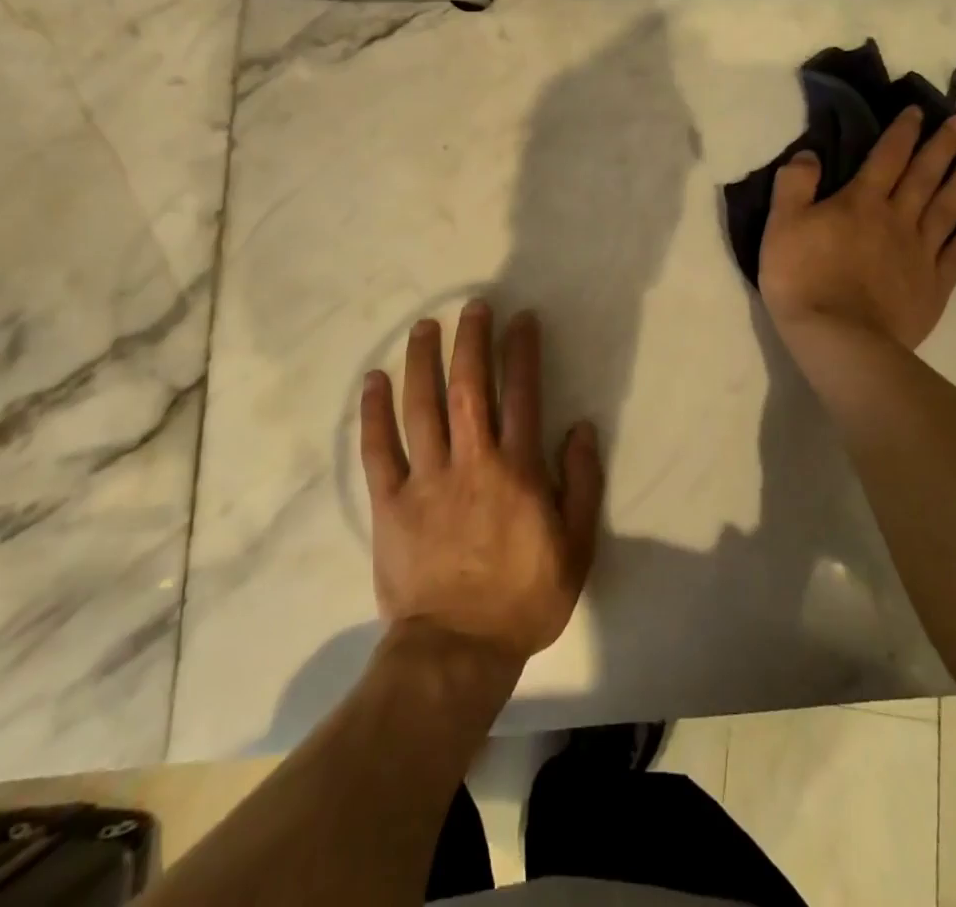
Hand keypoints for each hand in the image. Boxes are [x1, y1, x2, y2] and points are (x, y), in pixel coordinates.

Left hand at [360, 301, 603, 671]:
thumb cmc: (524, 598)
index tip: (521, 319)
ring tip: (424, 327)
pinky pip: (378, 449)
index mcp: (517, 470)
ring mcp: (426, 479)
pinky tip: (373, 380)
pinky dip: (374, 413)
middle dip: (472, 341)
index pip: (522, 394)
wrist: (457, 650)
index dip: (522, 351)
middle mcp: (472, 462)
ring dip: (423, 362)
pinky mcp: (390, 503)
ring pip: (422, 407)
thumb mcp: (576, 547)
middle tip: (473, 306)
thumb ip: (582, 484)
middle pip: (470, 387)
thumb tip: (582, 428)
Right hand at [759, 107, 955, 351]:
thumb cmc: (802, 279)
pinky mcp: (933, 286)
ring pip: (948, 208)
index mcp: (861, 202)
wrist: (839, 339)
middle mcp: (898, 219)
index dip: (903, 132)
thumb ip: (795, 185)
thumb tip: (810, 153)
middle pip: (925, 176)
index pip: (886, 157)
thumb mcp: (781, 226)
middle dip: (944, 147)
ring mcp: (920, 253)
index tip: (920, 111)